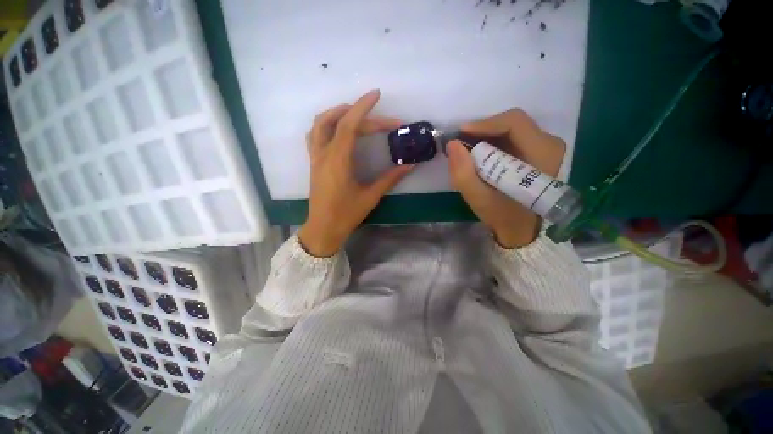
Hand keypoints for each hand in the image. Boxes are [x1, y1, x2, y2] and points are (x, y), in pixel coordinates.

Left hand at [298, 90, 412, 256]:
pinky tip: (340, 129)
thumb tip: (409, 165)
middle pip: (338, 122)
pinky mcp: (314, 162)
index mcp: (338, 162)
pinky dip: (327, 124)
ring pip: (320, 124)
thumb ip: (390, 179)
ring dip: (338, 113)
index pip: (348, 126)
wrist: (323, 229)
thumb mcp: (370, 197)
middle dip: (362, 116)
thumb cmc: (346, 215)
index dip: (362, 107)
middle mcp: (323, 154)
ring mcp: (315, 157)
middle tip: (384, 122)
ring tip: (358, 115)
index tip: (376, 94)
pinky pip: (316, 134)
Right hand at [446, 109, 565, 247]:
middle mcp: (549, 144)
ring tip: (468, 152)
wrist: (521, 228)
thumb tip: (452, 145)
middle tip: (461, 145)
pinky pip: (512, 137)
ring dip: (486, 137)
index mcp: (542, 153)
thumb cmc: (503, 215)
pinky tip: (480, 156)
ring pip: (510, 129)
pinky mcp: (537, 151)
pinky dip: (492, 143)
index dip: (485, 124)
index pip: (514, 123)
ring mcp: (545, 147)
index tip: (460, 134)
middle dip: (482, 131)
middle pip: (512, 123)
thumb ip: (463, 174)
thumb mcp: (479, 199)